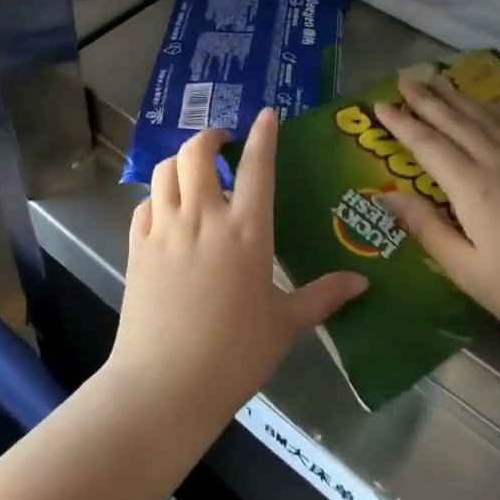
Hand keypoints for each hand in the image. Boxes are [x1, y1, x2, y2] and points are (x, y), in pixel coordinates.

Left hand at [110, 110, 365, 429]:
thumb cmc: (234, 355)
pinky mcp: (137, 246)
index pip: (257, 166)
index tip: (266, 114)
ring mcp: (165, 229)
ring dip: (180, 161)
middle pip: (197, 153)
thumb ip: (322, 297)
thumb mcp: (285, 325)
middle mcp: (204, 217)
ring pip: (165, 170)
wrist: (165, 385)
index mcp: (247, 231)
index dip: (263, 134)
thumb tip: (362, 283)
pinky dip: (157, 196)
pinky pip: (144, 204)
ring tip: (194, 172)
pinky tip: (167, 211)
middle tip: (223, 145)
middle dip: (210, 137)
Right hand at [374, 74, 499, 355]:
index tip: (379, 104)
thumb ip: (425, 228)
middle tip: (404, 78)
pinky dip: (494, 111)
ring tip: (439, 80)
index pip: (429, 146)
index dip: (402, 124)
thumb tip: (386, 195)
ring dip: (460, 98)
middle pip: (458, 122)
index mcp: (475, 189)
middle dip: (428, 99)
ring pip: (488, 119)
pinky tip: (488, 107)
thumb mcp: (466, 270)